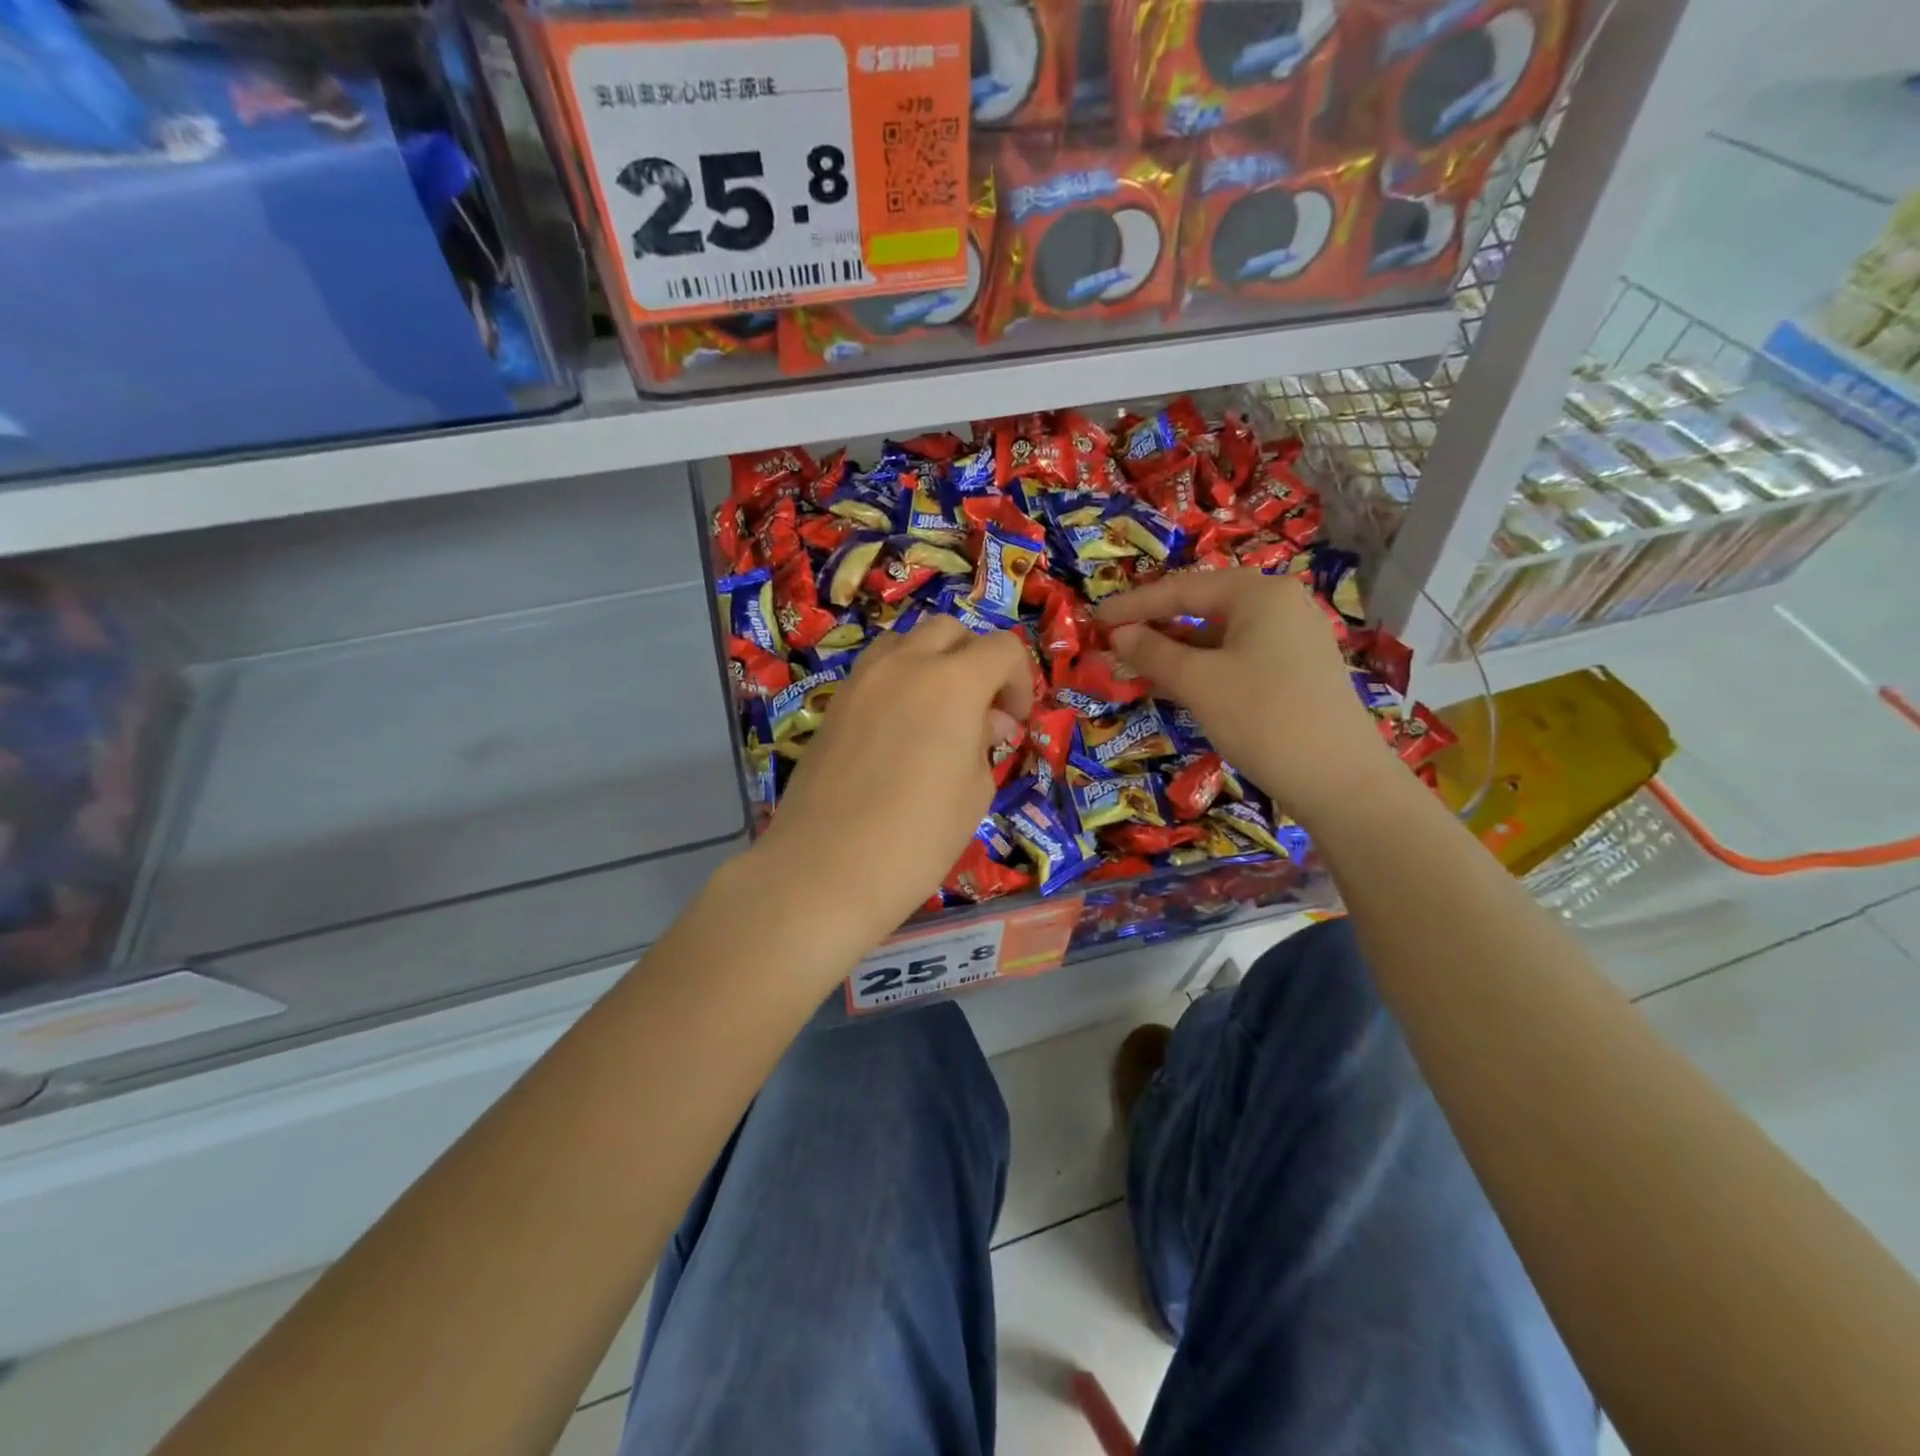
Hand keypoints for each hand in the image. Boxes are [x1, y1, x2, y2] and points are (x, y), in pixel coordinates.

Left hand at [750, 616, 1033, 950]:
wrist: (826, 868)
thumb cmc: (917, 837)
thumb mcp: (974, 791)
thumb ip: (983, 741)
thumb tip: (986, 720)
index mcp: (952, 681)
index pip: (1002, 648)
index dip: (1019, 679)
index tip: (1014, 721)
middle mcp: (904, 664)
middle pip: (950, 631)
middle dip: (975, 660)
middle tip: (981, 709)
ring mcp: (861, 680)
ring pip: (906, 642)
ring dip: (932, 663)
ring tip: (938, 713)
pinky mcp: (833, 704)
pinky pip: (875, 671)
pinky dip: (898, 681)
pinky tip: (900, 729)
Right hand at [1097, 569, 1399, 827]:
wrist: (1339, 779)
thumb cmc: (1263, 717)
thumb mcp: (1199, 683)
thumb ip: (1153, 653)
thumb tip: (1118, 636)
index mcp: (1258, 593)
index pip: (1182, 588)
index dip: (1133, 605)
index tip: (1095, 620)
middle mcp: (1279, 605)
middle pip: (1203, 605)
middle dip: (1155, 625)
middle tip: (1114, 641)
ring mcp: (1292, 638)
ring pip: (1219, 634)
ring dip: (1176, 649)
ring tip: (1136, 664)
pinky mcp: (1296, 670)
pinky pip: (1237, 656)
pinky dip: (1202, 666)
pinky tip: (1175, 684)